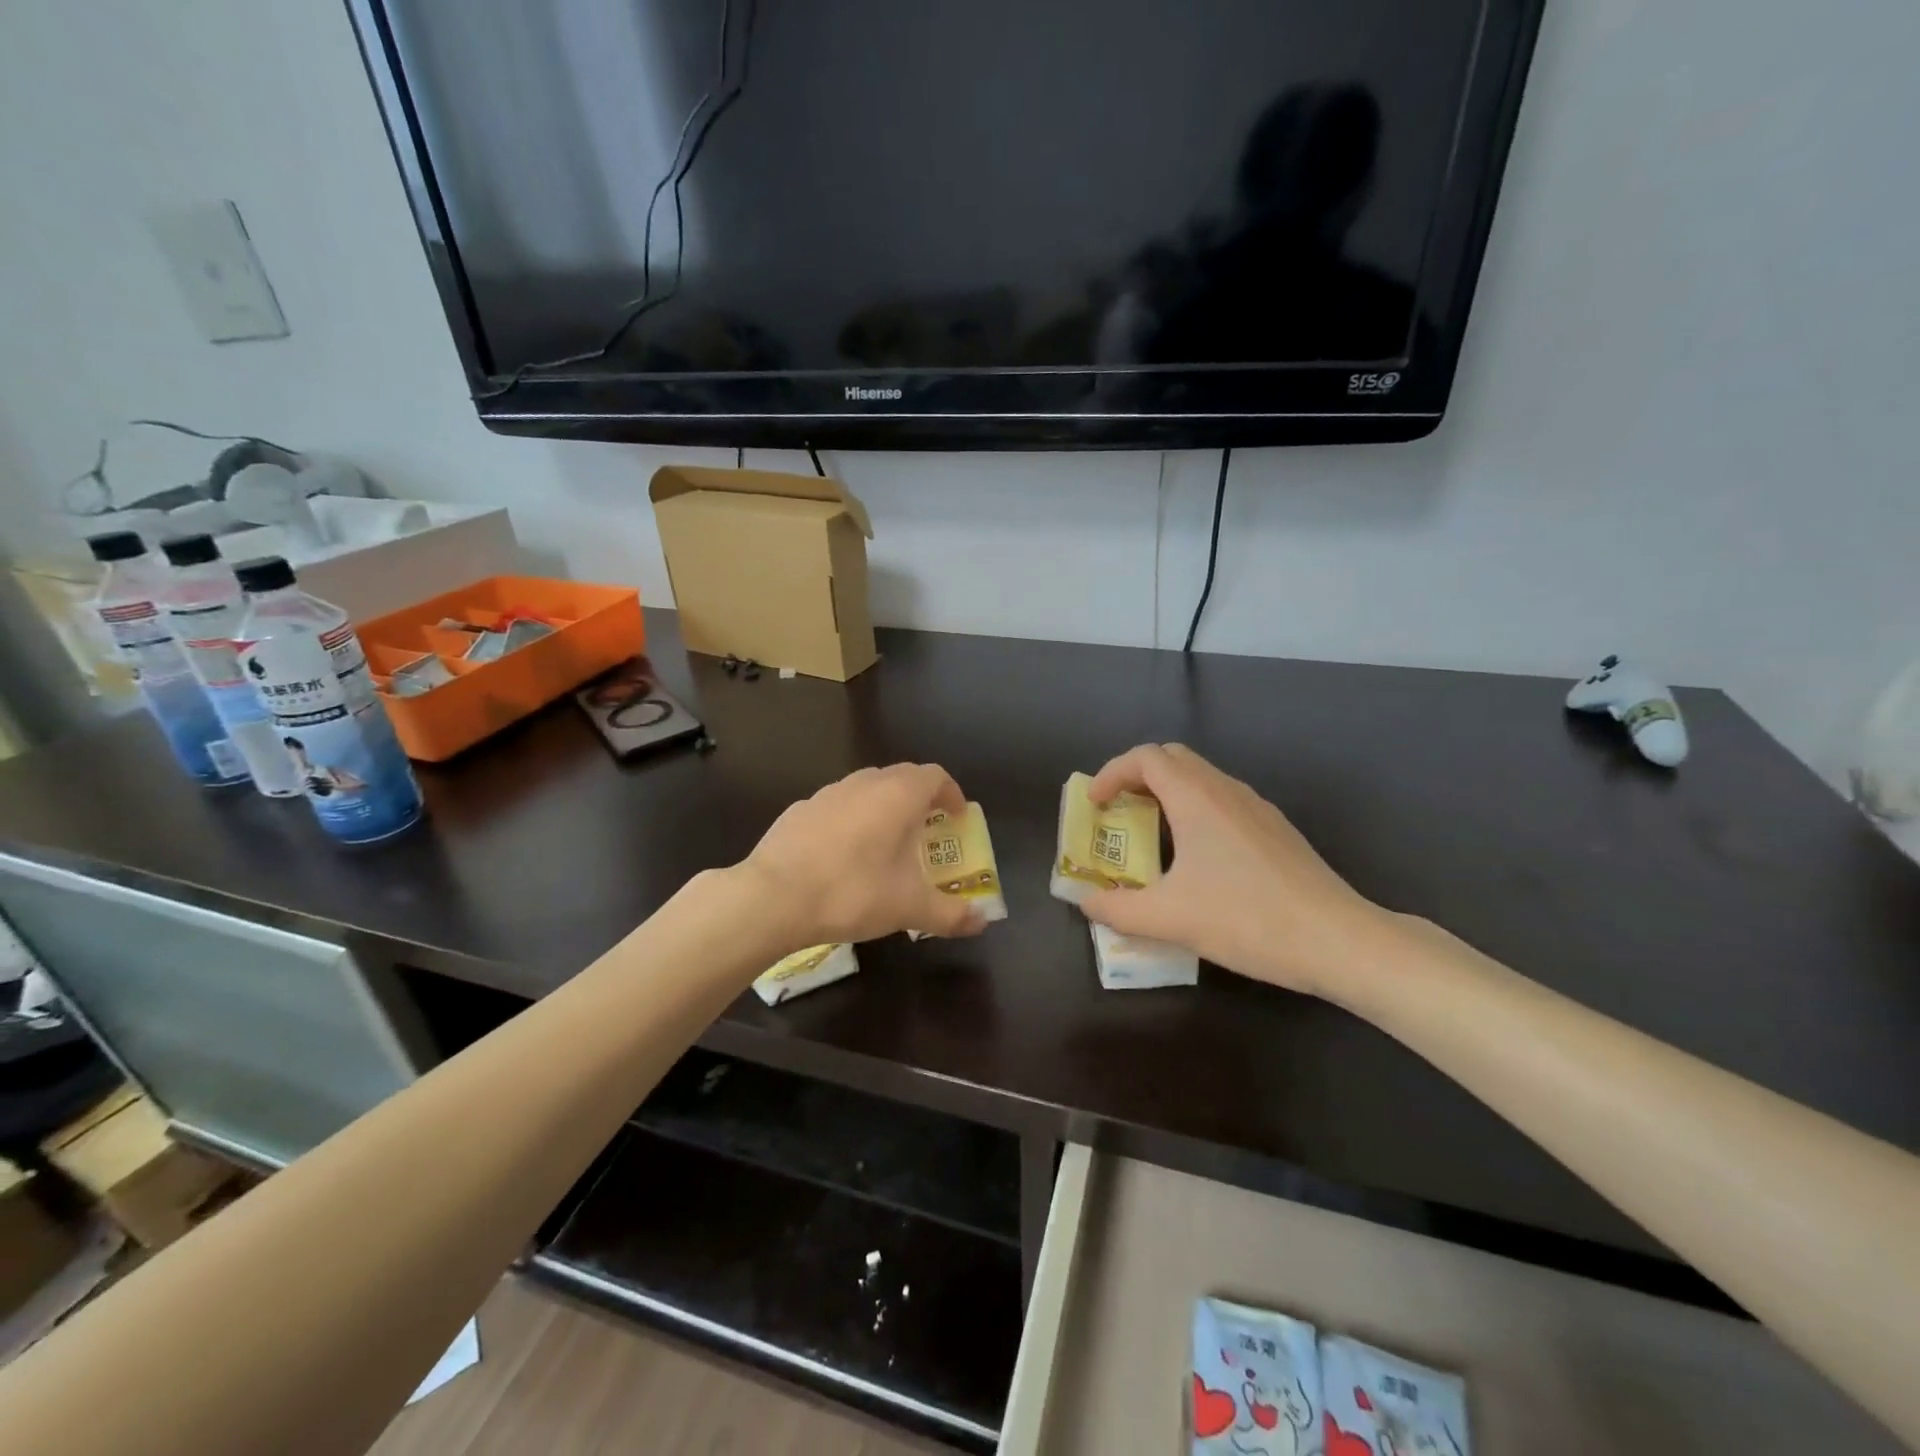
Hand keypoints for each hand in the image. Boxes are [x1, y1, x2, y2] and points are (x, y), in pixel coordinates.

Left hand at [743, 764, 986, 945]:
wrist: (773, 897)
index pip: (935, 776)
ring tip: (886, 844)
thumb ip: (951, 914)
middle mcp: (865, 783)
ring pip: (867, 789)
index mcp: (898, 795)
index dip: (951, 794)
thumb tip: (982, 922)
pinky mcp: (800, 809)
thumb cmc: (852, 892)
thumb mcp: (909, 908)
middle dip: (920, 800)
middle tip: (927, 832)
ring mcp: (828, 793)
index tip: (956, 819)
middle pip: (902, 777)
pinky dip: (852, 819)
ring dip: (884, 807)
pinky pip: (838, 806)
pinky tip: (843, 855)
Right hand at [1081, 743, 1393, 998]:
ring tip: (1151, 836)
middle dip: (1136, 777)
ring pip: (1201, 779)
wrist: (1339, 941)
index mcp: (1196, 798)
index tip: (1095, 805)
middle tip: (1118, 812)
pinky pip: (1222, 801)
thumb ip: (1118, 909)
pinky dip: (1194, 810)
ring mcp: (1256, 808)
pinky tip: (1197, 859)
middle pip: (1172, 759)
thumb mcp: (1170, 918)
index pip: (1145, 757)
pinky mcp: (1275, 829)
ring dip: (1167, 794)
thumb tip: (1087, 903)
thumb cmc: (1247, 919)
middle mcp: (1226, 790)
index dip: (1111, 773)